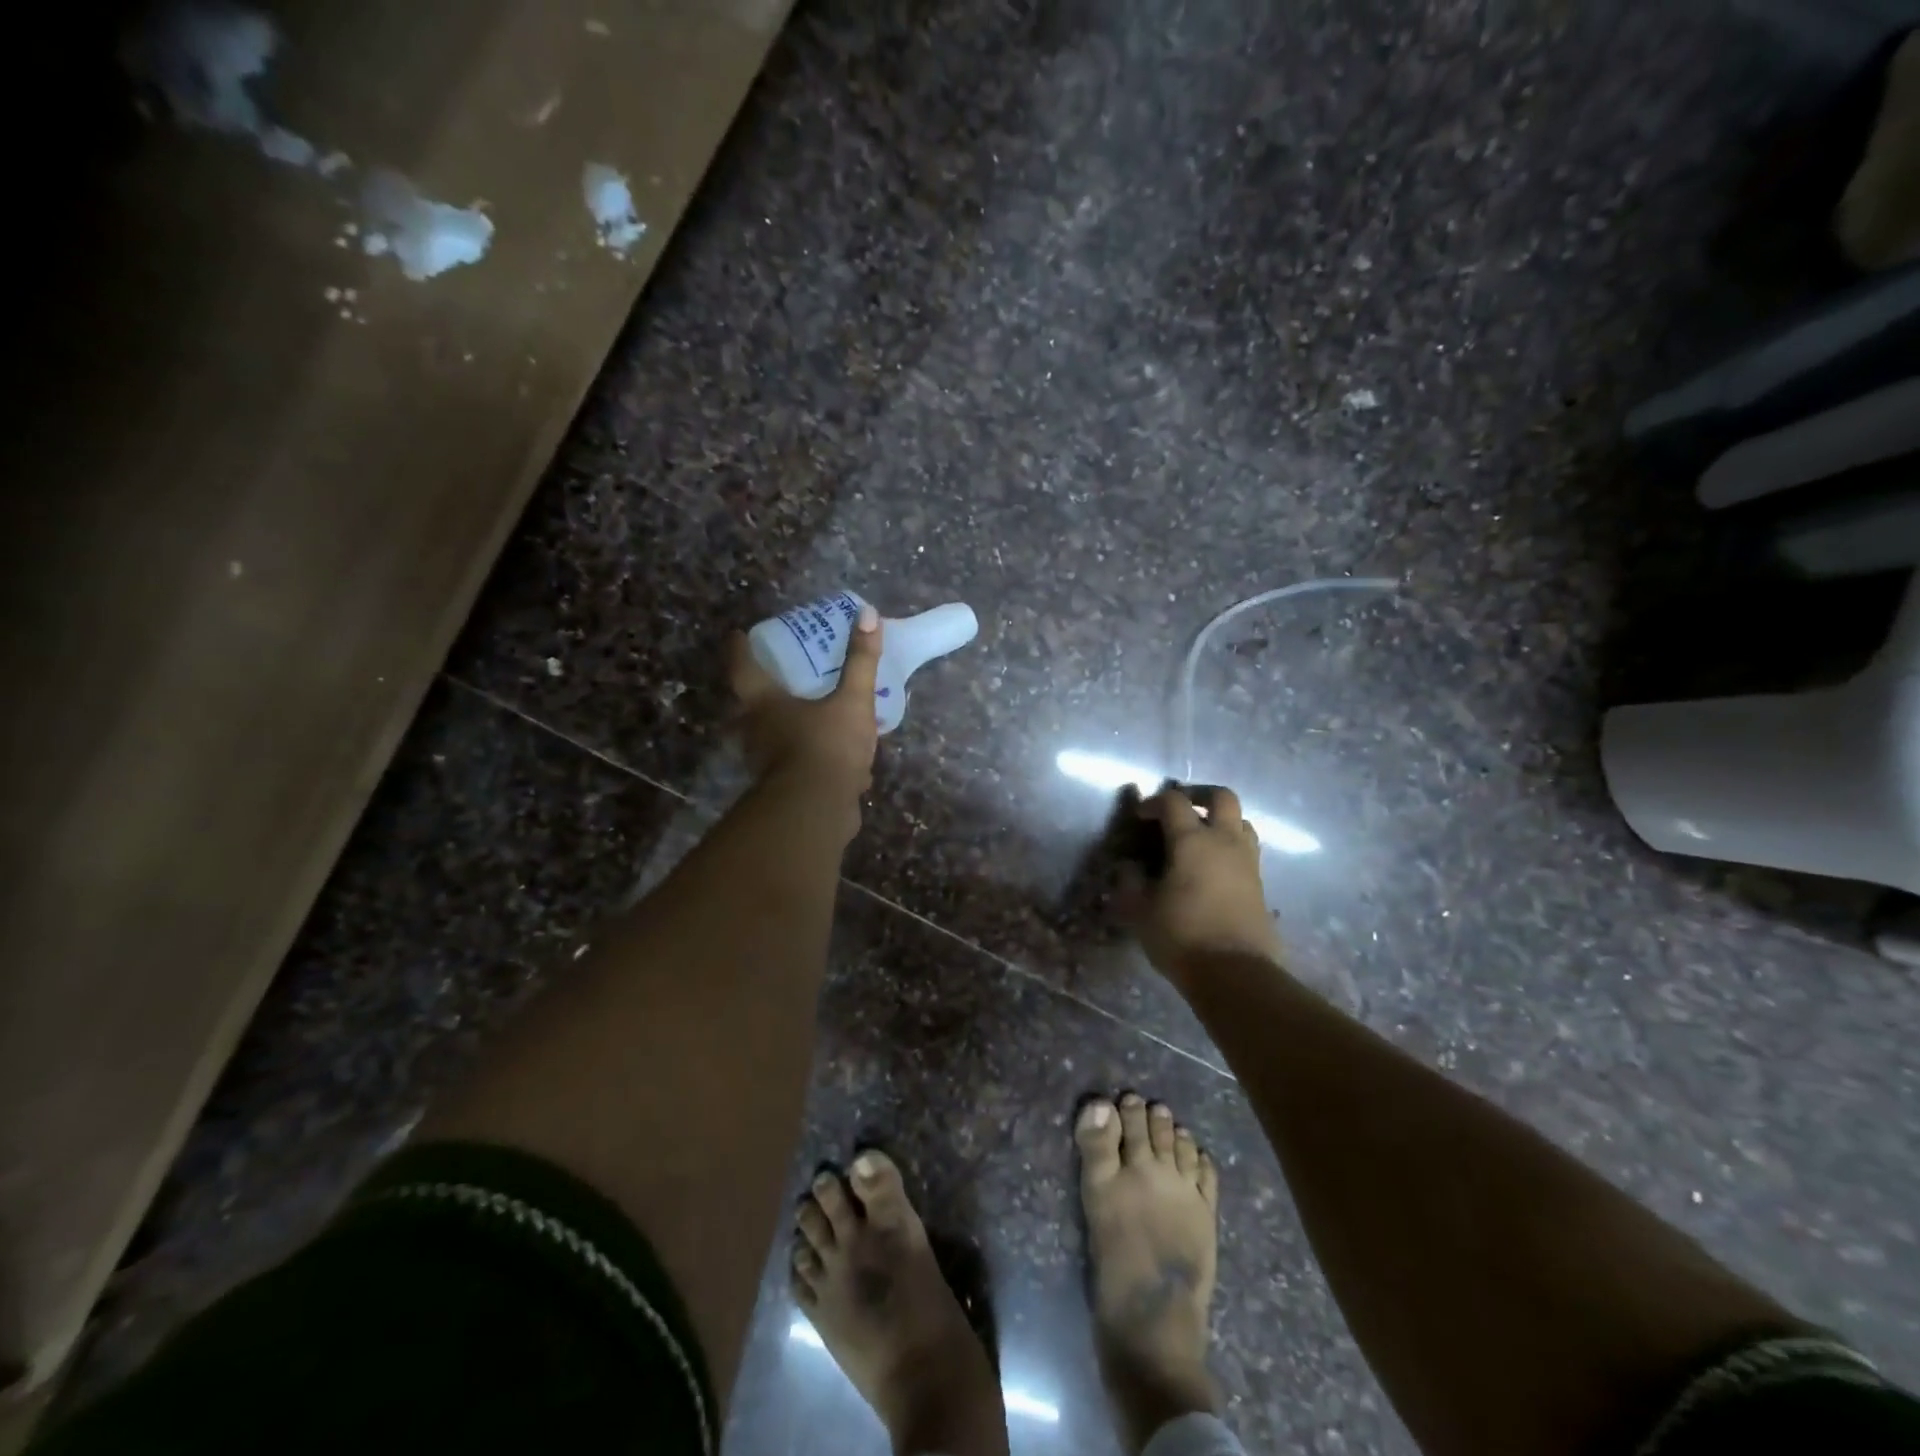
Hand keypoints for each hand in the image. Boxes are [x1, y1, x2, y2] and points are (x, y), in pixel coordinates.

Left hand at [730, 604, 883, 802]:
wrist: (817, 811)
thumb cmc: (826, 746)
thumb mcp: (852, 701)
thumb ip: (861, 661)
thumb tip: (868, 615)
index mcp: (764, 704)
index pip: (742, 668)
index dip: (739, 649)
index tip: (738, 635)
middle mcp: (756, 731)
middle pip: (749, 705)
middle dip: (761, 690)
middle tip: (779, 675)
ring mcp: (768, 763)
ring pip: (771, 737)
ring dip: (786, 725)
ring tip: (811, 713)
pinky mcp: (786, 788)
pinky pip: (797, 764)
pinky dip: (811, 756)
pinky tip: (839, 759)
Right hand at [1116, 785, 1282, 979]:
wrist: (1236, 974)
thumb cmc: (1181, 936)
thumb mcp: (1140, 910)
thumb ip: (1131, 882)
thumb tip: (1130, 867)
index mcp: (1192, 841)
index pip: (1174, 802)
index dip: (1154, 802)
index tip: (1140, 816)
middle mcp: (1224, 842)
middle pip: (1222, 797)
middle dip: (1199, 795)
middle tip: (1180, 808)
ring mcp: (1248, 862)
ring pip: (1242, 822)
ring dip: (1221, 820)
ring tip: (1200, 836)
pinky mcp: (1260, 885)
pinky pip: (1247, 851)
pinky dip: (1230, 847)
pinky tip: (1213, 868)